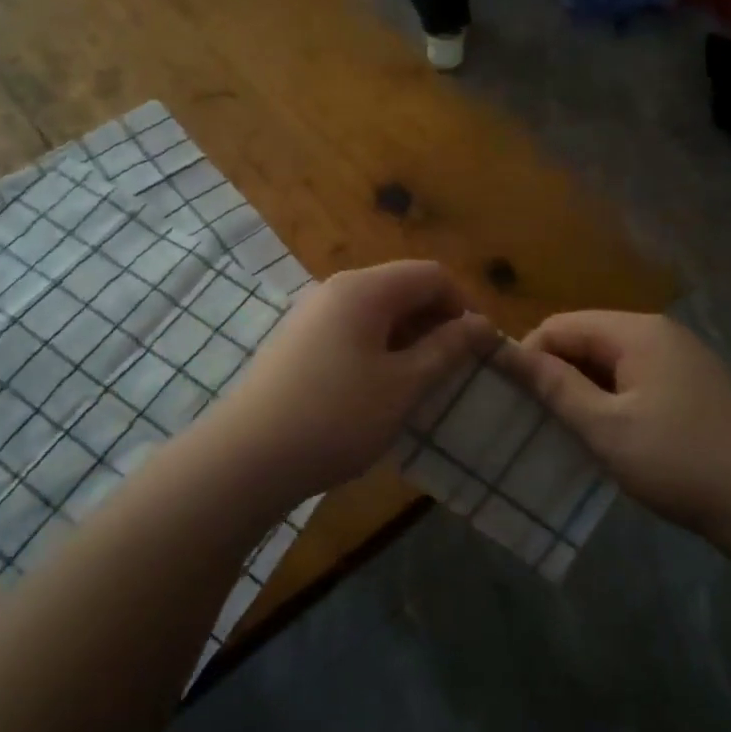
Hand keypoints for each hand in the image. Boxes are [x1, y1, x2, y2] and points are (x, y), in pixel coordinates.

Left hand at [197, 261, 496, 503]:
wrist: (248, 456)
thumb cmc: (337, 417)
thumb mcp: (404, 385)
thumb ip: (447, 349)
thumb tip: (482, 323)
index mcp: (364, 289)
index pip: (431, 274)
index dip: (463, 305)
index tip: (478, 349)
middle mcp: (335, 290)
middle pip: (402, 289)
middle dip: (435, 323)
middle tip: (452, 370)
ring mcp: (310, 315)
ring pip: (376, 313)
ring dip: (407, 340)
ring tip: (420, 384)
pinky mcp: (296, 342)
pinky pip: (350, 332)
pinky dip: (377, 350)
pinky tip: (378, 391)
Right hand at [495, 311, 730, 554]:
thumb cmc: (679, 461)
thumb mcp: (605, 426)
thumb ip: (552, 385)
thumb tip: (501, 349)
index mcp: (636, 331)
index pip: (559, 326)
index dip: (527, 357)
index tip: (509, 401)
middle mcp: (657, 334)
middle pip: (584, 340)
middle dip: (553, 375)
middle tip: (530, 421)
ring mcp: (677, 360)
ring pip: (606, 364)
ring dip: (579, 392)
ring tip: (559, 432)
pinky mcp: (689, 388)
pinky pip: (631, 382)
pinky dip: (607, 402)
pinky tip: (601, 437)